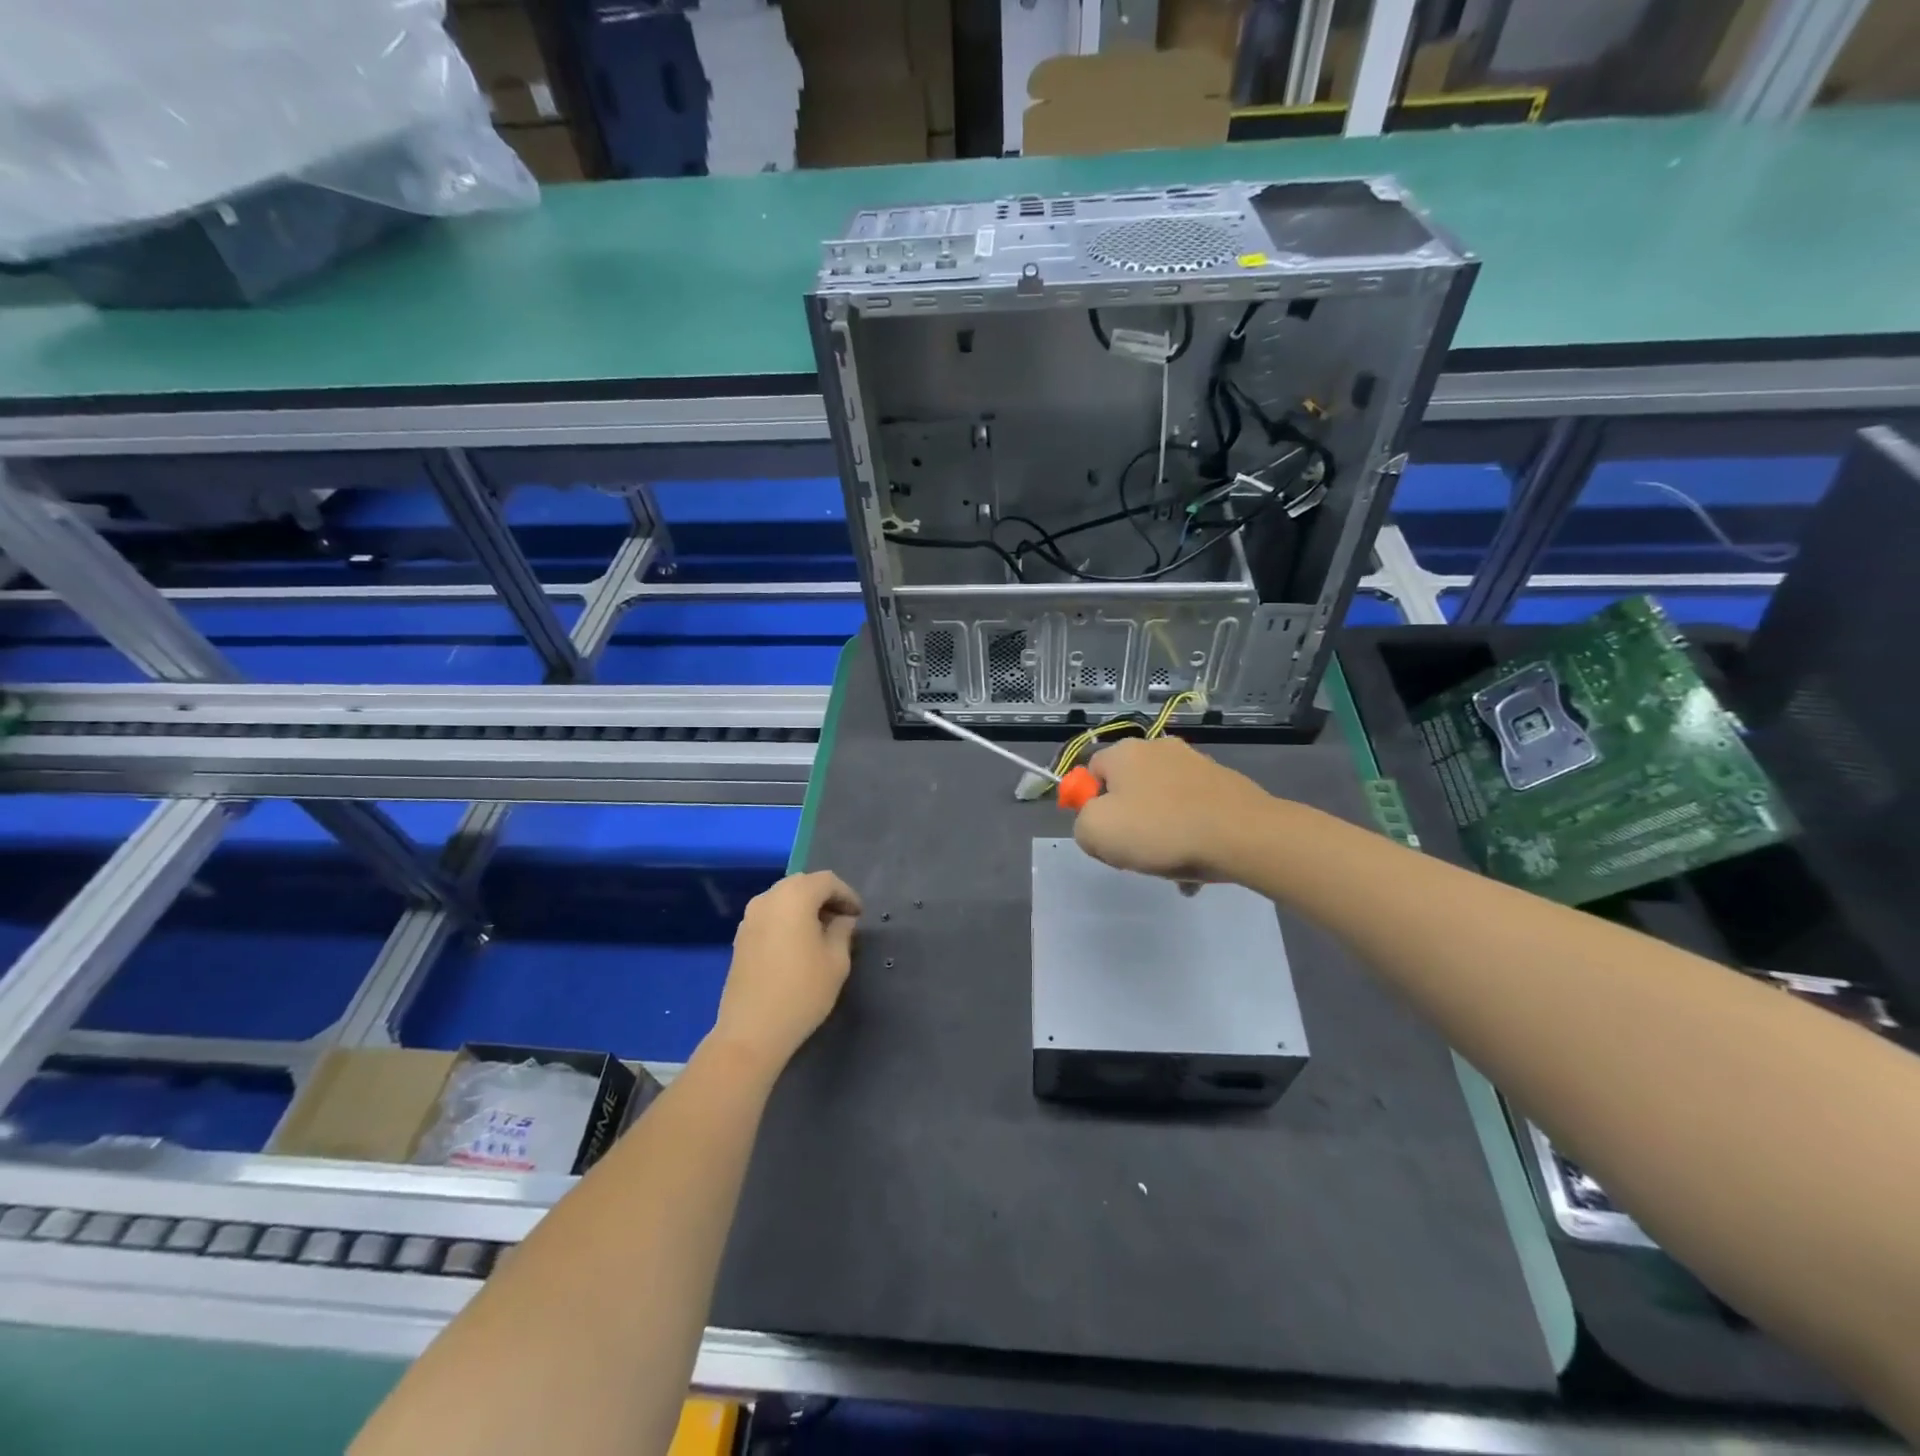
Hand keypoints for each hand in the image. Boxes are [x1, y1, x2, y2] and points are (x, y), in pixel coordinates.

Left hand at [711, 871, 862, 1074]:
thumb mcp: (836, 961)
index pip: (827, 881)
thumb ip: (842, 931)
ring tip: (821, 932)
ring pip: (783, 898)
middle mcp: (768, 898)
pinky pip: (770, 914)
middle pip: (802, 884)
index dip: (847, 894)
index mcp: (795, 897)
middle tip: (842, 920)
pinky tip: (797, 944)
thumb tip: (842, 919)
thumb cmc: (802, 992)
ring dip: (804, 907)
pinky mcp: (740, 937)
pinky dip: (787, 919)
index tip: (859, 915)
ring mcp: (750, 917)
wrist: (752, 1030)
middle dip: (825, 897)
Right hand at [1074, 737, 1273, 885]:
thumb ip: (1082, 826)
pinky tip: (1198, 864)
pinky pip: (1193, 813)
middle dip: (1129, 822)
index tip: (1104, 835)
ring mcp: (1196, 764)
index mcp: (1124, 751)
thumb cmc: (1160, 829)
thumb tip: (1095, 825)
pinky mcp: (1224, 784)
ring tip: (1172, 864)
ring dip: (1161, 833)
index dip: (1090, 806)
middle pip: (1128, 789)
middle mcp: (1159, 748)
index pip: (1091, 773)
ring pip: (1162, 804)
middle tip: (1135, 853)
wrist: (1243, 835)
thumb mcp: (1096, 832)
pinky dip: (1190, 835)